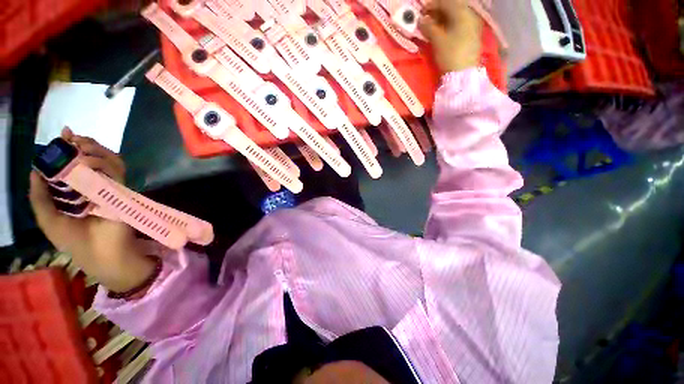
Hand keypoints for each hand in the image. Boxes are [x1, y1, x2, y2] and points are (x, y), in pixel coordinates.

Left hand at [30, 128, 155, 292]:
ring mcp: (110, 187)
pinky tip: (88, 160)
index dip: (71, 147)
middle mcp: (95, 185)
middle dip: (84, 144)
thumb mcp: (48, 220)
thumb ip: (39, 198)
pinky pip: (116, 171)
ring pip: (110, 160)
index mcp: (77, 190)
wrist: (100, 254)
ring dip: (95, 150)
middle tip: (72, 140)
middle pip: (96, 157)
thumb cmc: (74, 241)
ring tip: (79, 148)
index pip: (76, 163)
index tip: (65, 134)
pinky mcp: (122, 191)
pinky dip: (104, 162)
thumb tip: (35, 170)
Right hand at [419, 0, 482, 74]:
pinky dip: (449, 24)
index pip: (445, 2)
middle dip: (438, 11)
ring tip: (432, 26)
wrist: (463, 74)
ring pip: (455, 15)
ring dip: (443, 18)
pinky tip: (442, 31)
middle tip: (426, 19)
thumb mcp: (437, 40)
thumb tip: (421, 19)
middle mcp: (469, 14)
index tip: (421, 12)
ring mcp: (472, 24)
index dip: (432, 5)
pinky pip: (459, 23)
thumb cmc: (450, 54)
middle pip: (452, 6)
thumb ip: (428, 27)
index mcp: (462, 12)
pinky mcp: (472, 34)